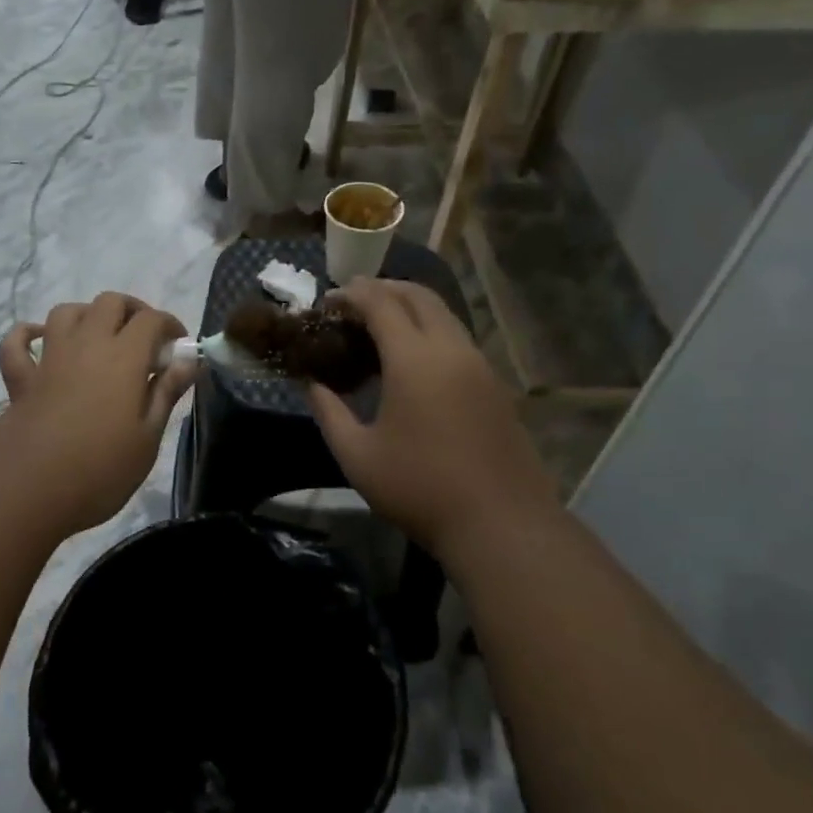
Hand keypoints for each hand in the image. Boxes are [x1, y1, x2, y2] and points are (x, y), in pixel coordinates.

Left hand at [0, 293, 194, 536]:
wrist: (29, 491)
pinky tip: (40, 341)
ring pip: (66, 312)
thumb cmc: (100, 470)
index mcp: (123, 357)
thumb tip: (189, 360)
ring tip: (100, 337)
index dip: (170, 325)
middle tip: (144, 339)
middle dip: (131, 311)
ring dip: (86, 315)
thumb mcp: (147, 437)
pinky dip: (28, 335)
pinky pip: (16, 343)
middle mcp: (86, 345)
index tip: (179, 347)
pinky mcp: (21, 379)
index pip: (151, 320)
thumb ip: (166, 392)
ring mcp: (49, 359)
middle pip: (109, 303)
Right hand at [304, 279, 560, 561]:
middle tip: (353, 301)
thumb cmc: (419, 488)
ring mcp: (479, 365)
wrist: (500, 523)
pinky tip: (412, 360)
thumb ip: (328, 411)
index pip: (380, 303)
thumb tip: (312, 384)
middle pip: (418, 296)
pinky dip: (430, 330)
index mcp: (414, 359)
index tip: (328, 300)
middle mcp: (451, 349)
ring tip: (380, 326)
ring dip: (410, 307)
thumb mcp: (357, 454)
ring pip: (444, 315)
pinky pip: (457, 339)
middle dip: (383, 288)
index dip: (351, 294)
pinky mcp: (495, 385)